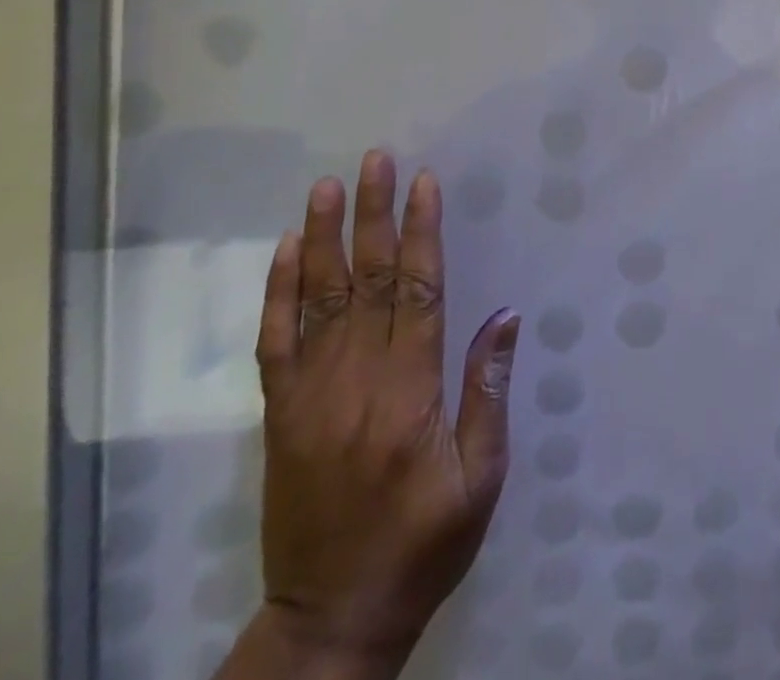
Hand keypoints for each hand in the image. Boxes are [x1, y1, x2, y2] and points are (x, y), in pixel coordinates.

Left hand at [246, 151, 518, 679]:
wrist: (331, 619)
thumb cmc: (423, 544)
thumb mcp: (481, 477)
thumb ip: (488, 391)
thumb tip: (506, 315)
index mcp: (409, 393)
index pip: (418, 291)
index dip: (421, 232)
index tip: (425, 183)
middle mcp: (356, 382)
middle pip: (367, 280)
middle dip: (374, 214)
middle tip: (376, 160)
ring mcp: (309, 396)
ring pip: (318, 299)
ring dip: (325, 237)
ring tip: (328, 185)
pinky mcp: (280, 415)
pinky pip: (274, 342)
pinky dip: (278, 292)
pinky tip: (287, 250)